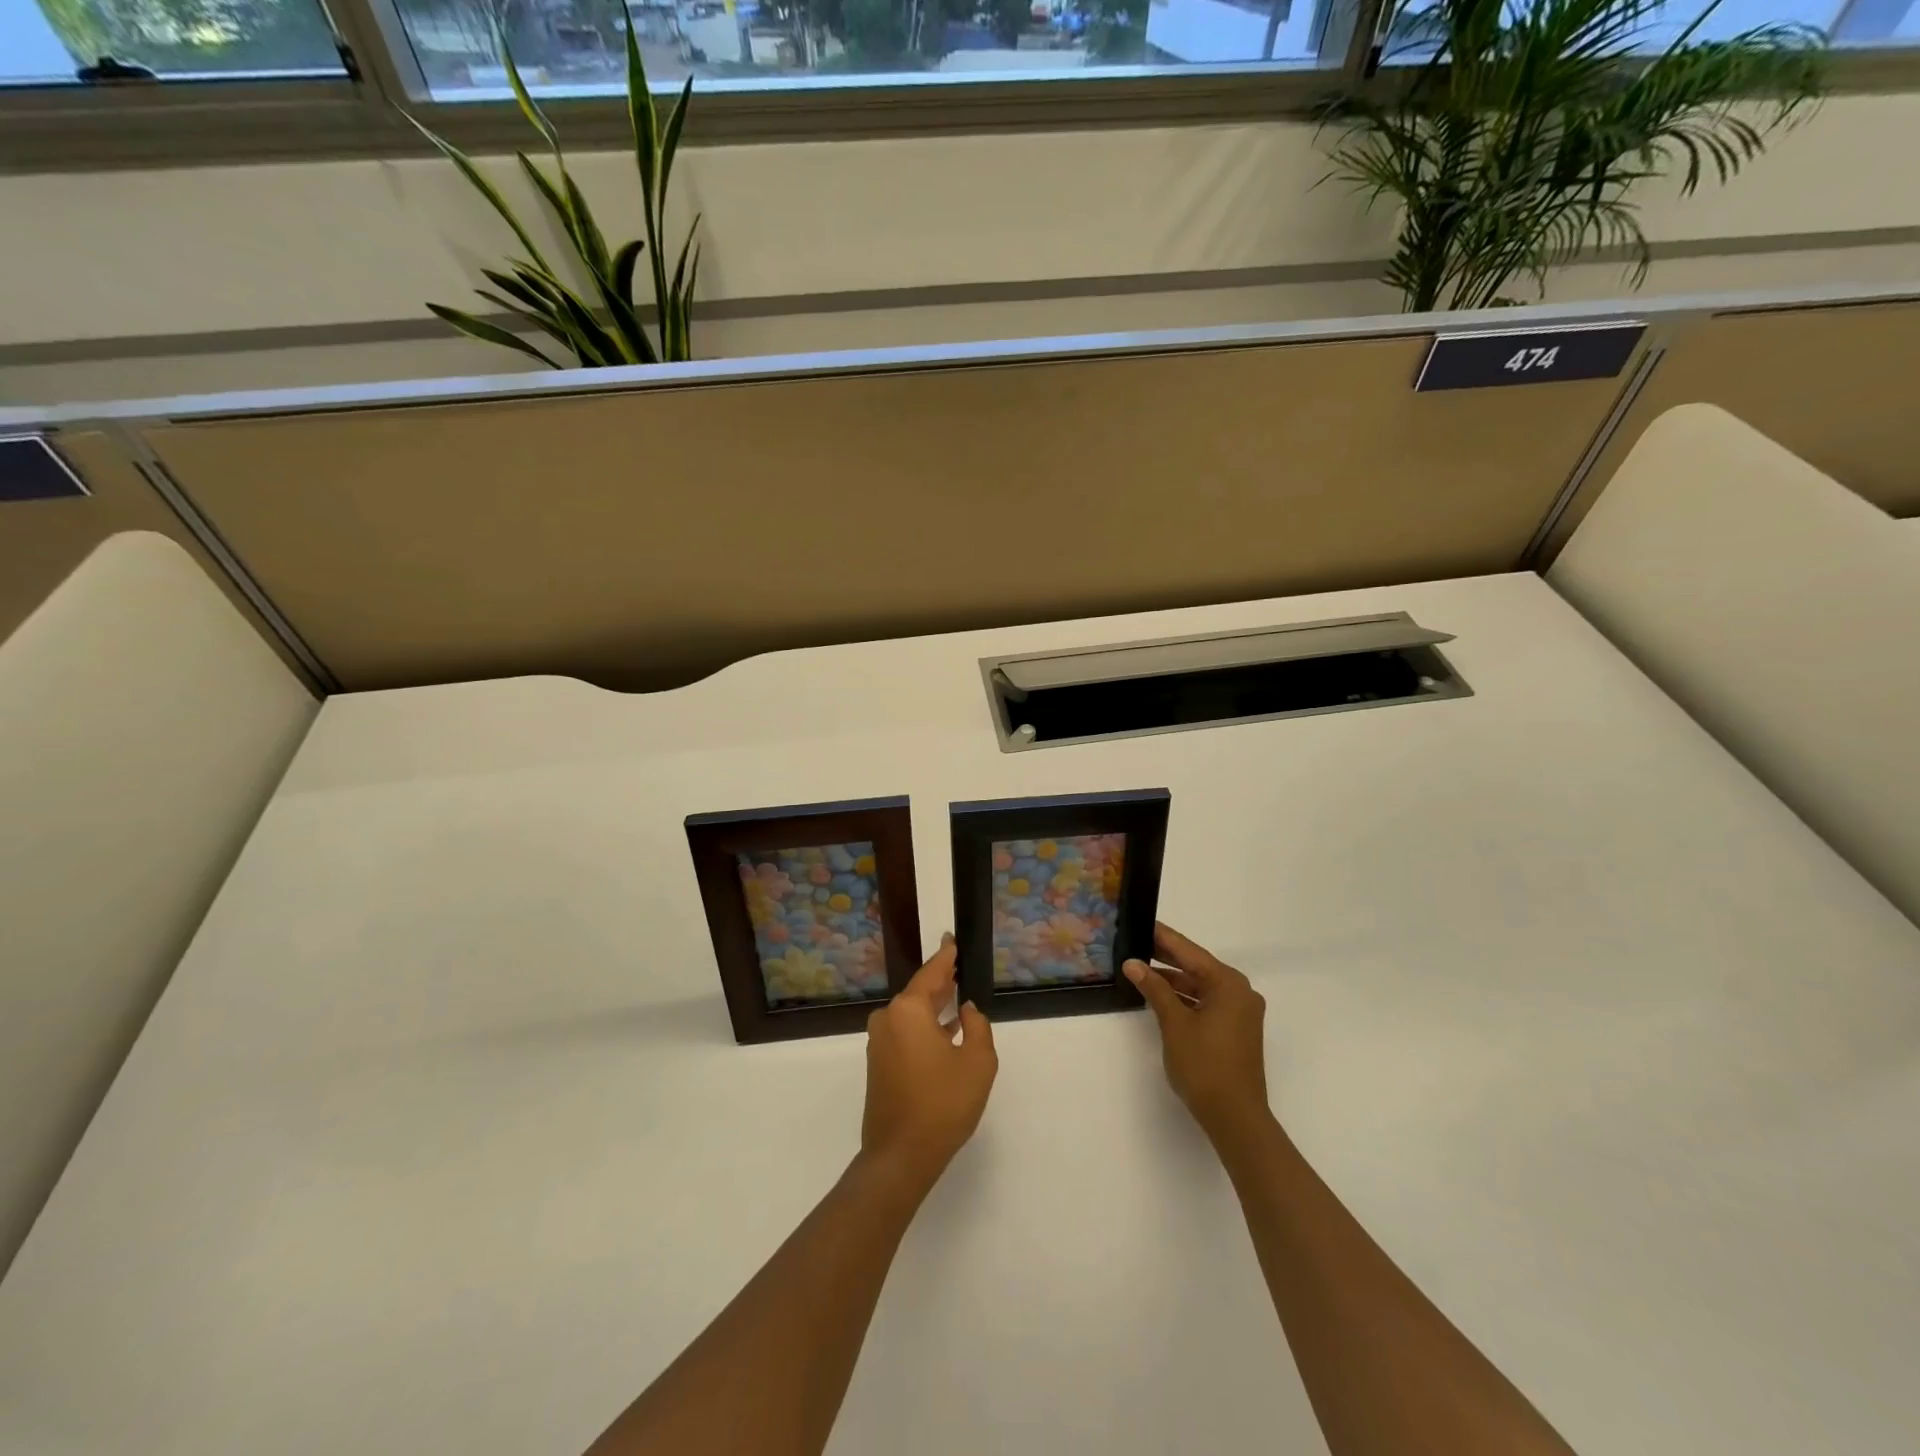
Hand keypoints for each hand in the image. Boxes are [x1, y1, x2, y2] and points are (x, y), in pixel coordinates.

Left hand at [860, 934, 996, 1197]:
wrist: (900, 1156)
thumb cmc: (943, 1104)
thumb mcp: (977, 1063)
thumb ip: (977, 1027)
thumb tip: (966, 1011)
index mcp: (908, 1011)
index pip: (931, 973)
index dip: (945, 957)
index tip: (951, 940)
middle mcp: (888, 1019)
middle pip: (919, 992)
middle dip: (940, 983)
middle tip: (959, 968)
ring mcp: (879, 1043)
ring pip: (911, 1015)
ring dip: (933, 1008)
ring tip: (957, 1000)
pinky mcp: (878, 1064)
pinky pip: (904, 1033)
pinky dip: (924, 1028)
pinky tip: (944, 1033)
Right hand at [1125, 923, 1271, 1145]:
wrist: (1235, 1117)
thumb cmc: (1205, 1066)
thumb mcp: (1174, 1023)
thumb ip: (1154, 989)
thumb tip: (1133, 963)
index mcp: (1229, 984)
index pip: (1189, 951)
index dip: (1163, 937)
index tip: (1141, 921)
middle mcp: (1239, 992)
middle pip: (1197, 966)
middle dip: (1166, 957)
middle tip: (1134, 942)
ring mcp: (1240, 1012)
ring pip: (1201, 986)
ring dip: (1173, 980)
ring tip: (1140, 969)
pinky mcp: (1235, 1030)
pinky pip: (1207, 1002)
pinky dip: (1185, 998)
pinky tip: (1160, 996)